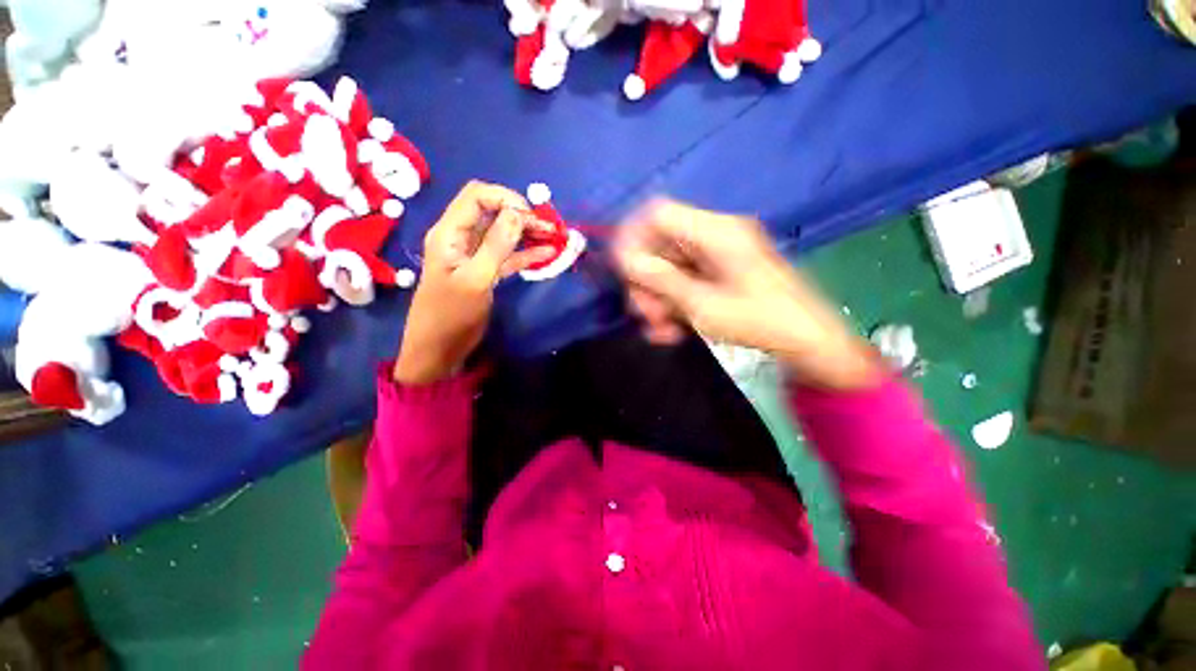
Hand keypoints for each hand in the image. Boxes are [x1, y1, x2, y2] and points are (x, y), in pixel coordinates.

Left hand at [393, 182, 553, 384]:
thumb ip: (496, 246)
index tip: (531, 216)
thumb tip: (518, 214)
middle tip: (549, 229)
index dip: (506, 198)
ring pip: (503, 233)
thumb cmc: (451, 315)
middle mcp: (461, 237)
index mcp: (449, 232)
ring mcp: (474, 254)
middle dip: (522, 215)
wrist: (439, 347)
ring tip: (553, 239)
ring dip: (527, 234)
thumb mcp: (475, 280)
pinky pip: (508, 255)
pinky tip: (547, 256)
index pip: (477, 196)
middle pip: (493, 211)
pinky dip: (527, 253)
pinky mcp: (486, 270)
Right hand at [614, 200, 881, 389]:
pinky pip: (683, 281)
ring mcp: (716, 255)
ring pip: (668, 267)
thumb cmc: (760, 320)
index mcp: (716, 232)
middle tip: (644, 314)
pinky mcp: (718, 273)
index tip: (621, 271)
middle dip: (646, 281)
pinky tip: (671, 330)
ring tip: (660, 330)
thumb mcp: (704, 304)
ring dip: (657, 298)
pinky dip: (672, 303)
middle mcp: (714, 236)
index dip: (632, 236)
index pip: (658, 214)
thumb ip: (662, 280)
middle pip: (660, 245)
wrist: (806, 340)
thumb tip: (626, 260)